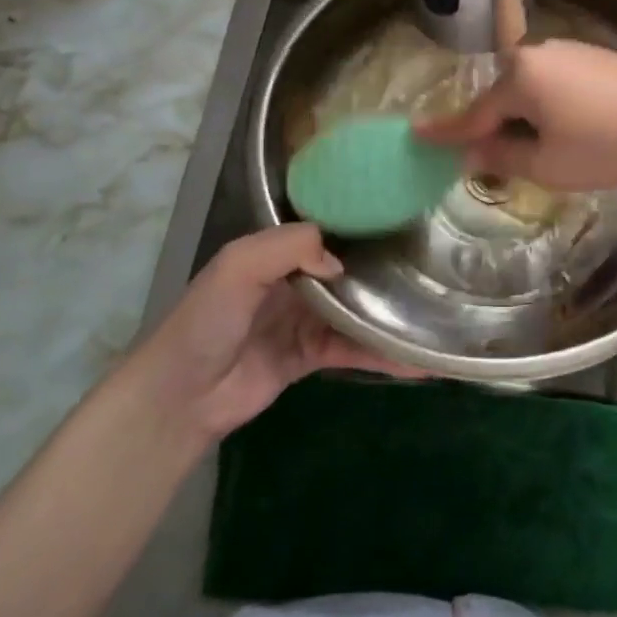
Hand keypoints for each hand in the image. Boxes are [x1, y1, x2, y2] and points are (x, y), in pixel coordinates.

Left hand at [133, 224, 416, 443]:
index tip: (406, 220)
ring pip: (357, 311)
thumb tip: (343, 264)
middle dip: (385, 268)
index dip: (363, 226)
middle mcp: (295, 280)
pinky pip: (354, 350)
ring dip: (390, 315)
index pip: (328, 231)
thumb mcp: (239, 266)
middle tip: (435, 264)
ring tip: (436, 314)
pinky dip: (384, 355)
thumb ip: (289, 248)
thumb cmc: (207, 321)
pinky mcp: (311, 357)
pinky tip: (419, 361)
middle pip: (349, 270)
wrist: (180, 396)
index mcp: (277, 252)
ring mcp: (305, 320)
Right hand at [415, 40, 616, 191]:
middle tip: (490, 157)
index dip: (446, 131)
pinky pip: (558, 82)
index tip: (416, 134)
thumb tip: (471, 151)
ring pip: (532, 88)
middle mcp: (539, 53)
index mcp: (520, 76)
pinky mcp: (597, 55)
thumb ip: (501, 156)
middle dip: (495, 126)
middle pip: (503, 96)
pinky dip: (552, 104)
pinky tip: (573, 128)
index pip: (474, 113)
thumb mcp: (547, 165)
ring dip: (526, 116)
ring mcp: (571, 50)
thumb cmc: (607, 148)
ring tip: (539, 149)